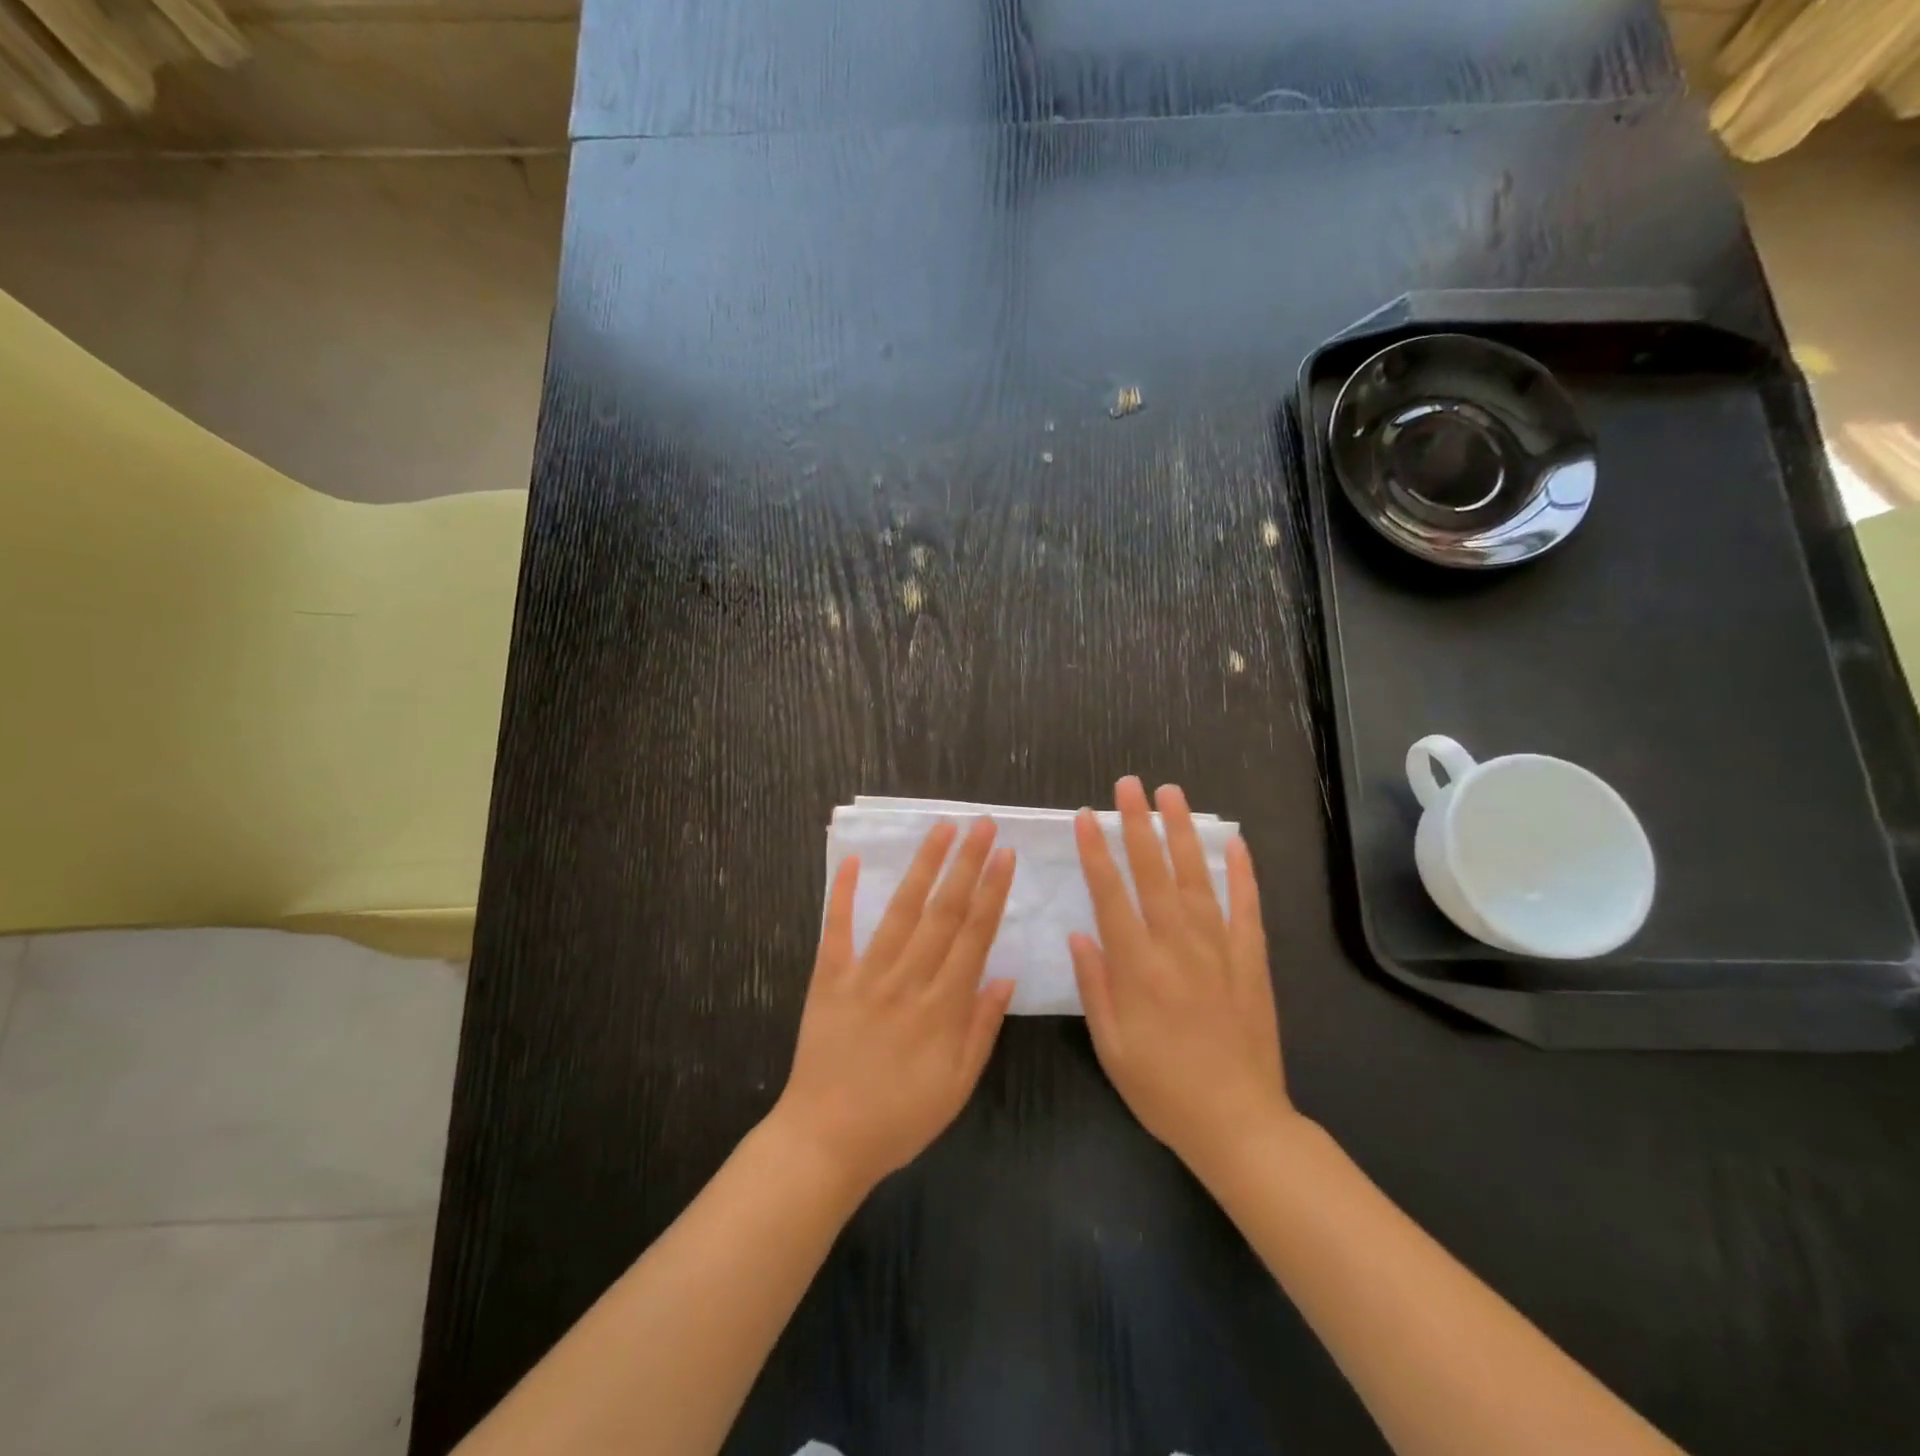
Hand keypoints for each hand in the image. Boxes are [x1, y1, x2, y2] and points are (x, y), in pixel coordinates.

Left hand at [772, 819, 1016, 1193]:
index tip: (1005, 855)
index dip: (992, 892)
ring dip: (923, 866)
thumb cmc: (900, 1119)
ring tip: (941, 830)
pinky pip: (837, 931)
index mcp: (943, 1007)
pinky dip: (843, 895)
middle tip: (982, 824)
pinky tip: (852, 861)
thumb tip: (1005, 977)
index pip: (974, 936)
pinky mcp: (829, 980)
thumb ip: (981, 1028)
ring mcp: (866, 977)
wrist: (825, 1142)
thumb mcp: (957, 1086)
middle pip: (943, 912)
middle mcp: (908, 981)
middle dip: (966, 864)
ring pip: (900, 911)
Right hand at [1070, 777, 1291, 1174]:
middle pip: (1153, 873)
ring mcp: (1219, 950)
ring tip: (1172, 794)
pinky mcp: (1251, 961)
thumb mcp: (1111, 1046)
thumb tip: (1079, 934)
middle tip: (1128, 785)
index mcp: (1138, 968)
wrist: (1239, 1123)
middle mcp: (1177, 947)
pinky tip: (1233, 842)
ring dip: (1182, 833)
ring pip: (1196, 878)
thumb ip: (1095, 985)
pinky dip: (1240, 873)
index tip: (1086, 816)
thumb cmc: (1162, 1089)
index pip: (1111, 895)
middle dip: (1138, 824)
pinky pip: (1246, 908)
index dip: (1096, 852)